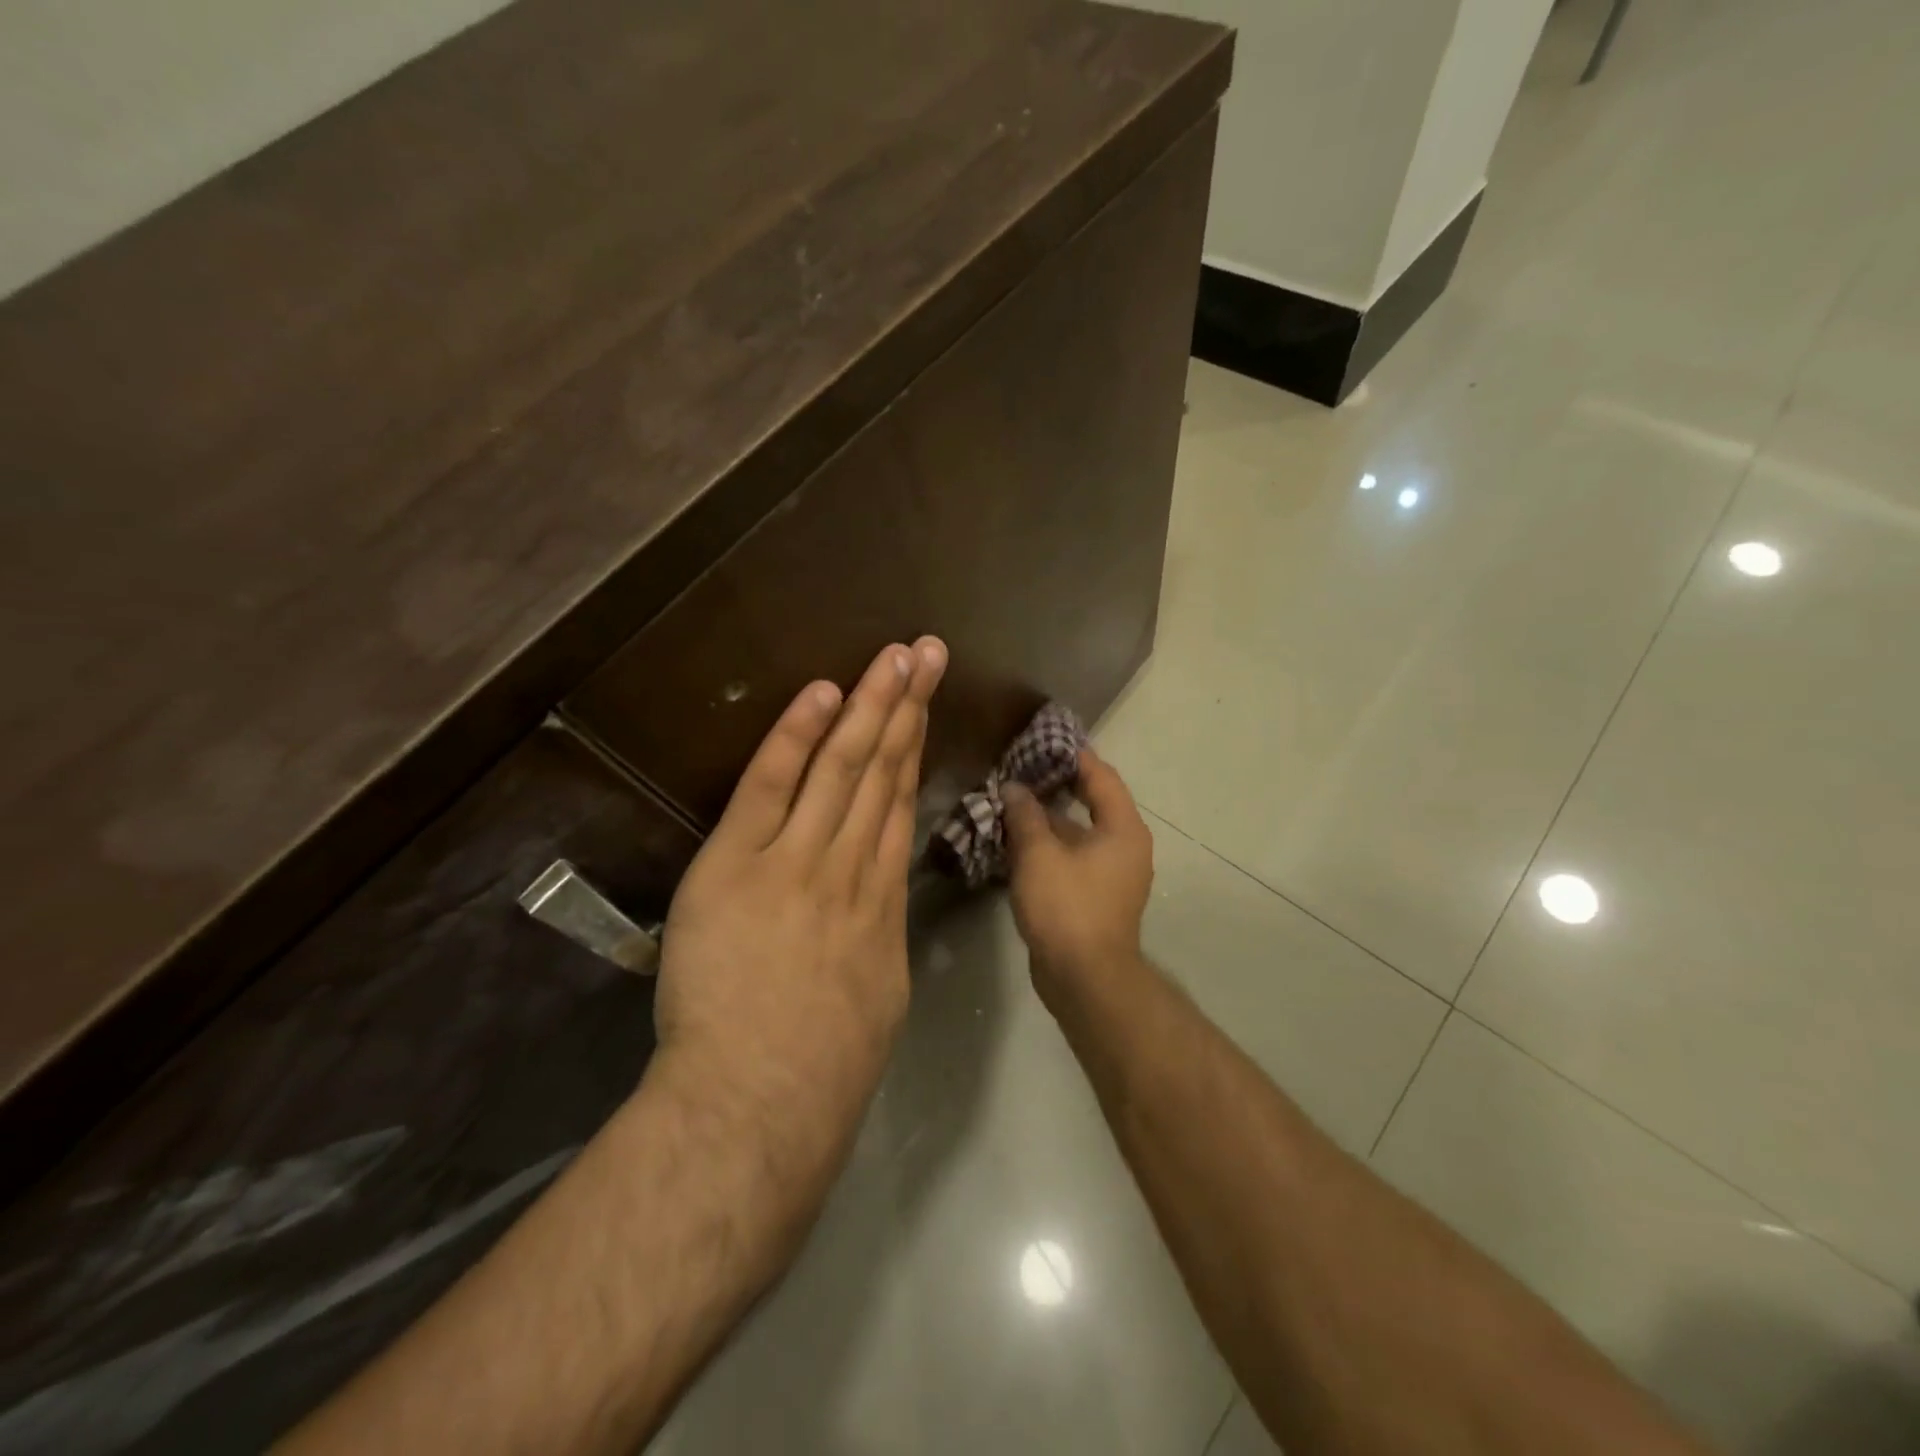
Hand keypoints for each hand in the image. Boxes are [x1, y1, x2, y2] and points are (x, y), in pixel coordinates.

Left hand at [655, 637, 946, 1160]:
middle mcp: (850, 867)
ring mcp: (797, 861)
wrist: (764, 1103)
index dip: (913, 750)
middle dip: (905, 707)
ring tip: (893, 657)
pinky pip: (771, 787)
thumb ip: (875, 940)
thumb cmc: (825, 1068)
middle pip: (883, 772)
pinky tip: (821, 694)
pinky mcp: (739, 865)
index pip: (899, 806)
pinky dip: (796, 737)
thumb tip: (874, 908)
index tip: (923, 706)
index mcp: (881, 901)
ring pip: (843, 769)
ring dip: (869, 707)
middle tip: (925, 652)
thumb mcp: (876, 997)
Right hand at [1002, 748, 1153, 1007]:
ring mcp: (1113, 875)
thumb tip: (1014, 788)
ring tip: (1013, 802)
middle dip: (1058, 786)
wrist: (1084, 978)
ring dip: (1050, 819)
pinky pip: (1074, 858)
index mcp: (1123, 829)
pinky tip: (1018, 842)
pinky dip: (1051, 846)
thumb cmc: (1067, 907)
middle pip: (1093, 802)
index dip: (1074, 756)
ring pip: (1080, 833)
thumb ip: (1026, 815)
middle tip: (1023, 769)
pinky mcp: (1097, 897)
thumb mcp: (1039, 854)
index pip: (1101, 777)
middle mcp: (1126, 847)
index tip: (1045, 741)